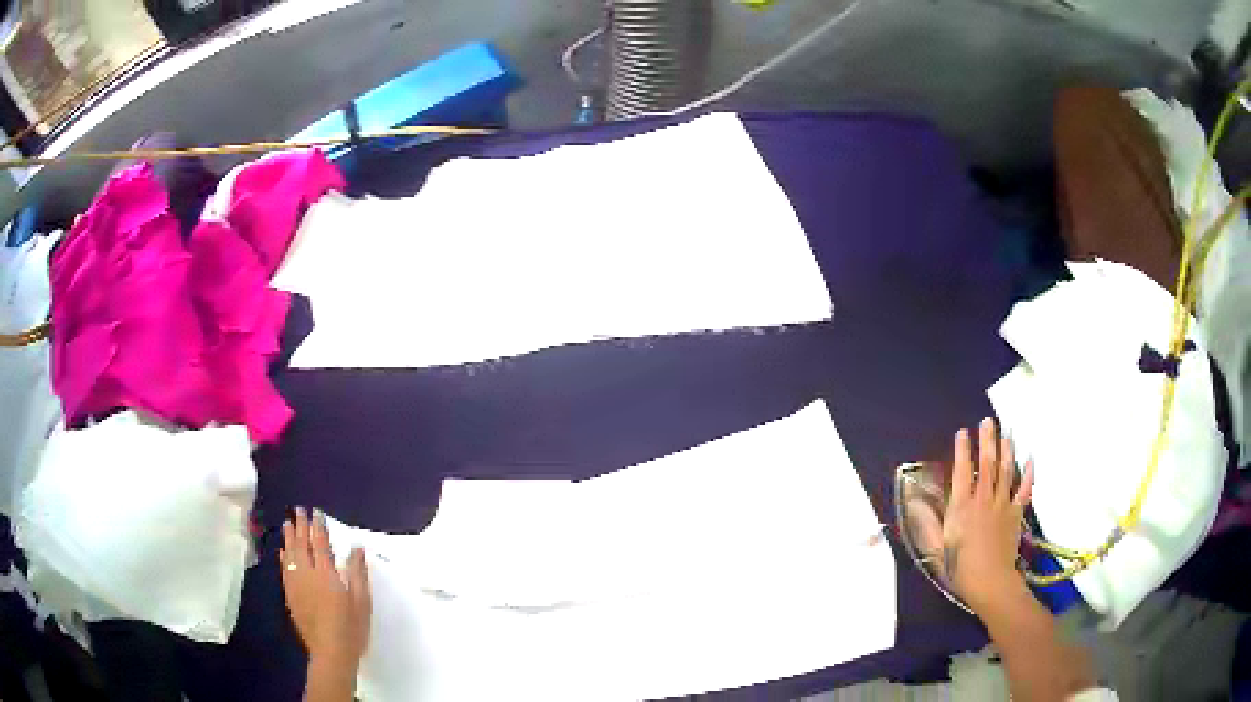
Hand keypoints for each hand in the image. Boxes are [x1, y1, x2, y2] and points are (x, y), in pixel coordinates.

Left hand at [280, 507, 371, 670]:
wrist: (331, 652)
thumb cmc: (351, 627)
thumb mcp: (362, 601)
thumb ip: (357, 573)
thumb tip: (356, 547)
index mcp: (327, 574)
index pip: (321, 543)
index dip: (318, 526)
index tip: (316, 512)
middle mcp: (308, 574)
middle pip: (302, 545)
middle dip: (300, 526)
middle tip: (298, 510)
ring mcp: (296, 585)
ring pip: (290, 555)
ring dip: (289, 538)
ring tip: (287, 524)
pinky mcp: (291, 596)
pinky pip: (284, 570)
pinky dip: (283, 558)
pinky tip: (282, 552)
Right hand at [942, 418, 1033, 614]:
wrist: (990, 582)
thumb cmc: (960, 568)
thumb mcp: (936, 548)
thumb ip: (928, 522)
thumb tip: (915, 501)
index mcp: (962, 507)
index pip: (962, 471)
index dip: (962, 450)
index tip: (962, 433)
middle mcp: (983, 499)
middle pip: (987, 464)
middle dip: (987, 440)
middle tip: (988, 421)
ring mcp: (1002, 505)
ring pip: (1005, 470)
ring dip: (1006, 449)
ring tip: (1005, 433)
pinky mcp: (1016, 513)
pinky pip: (1024, 489)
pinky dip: (1028, 473)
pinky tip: (1029, 459)